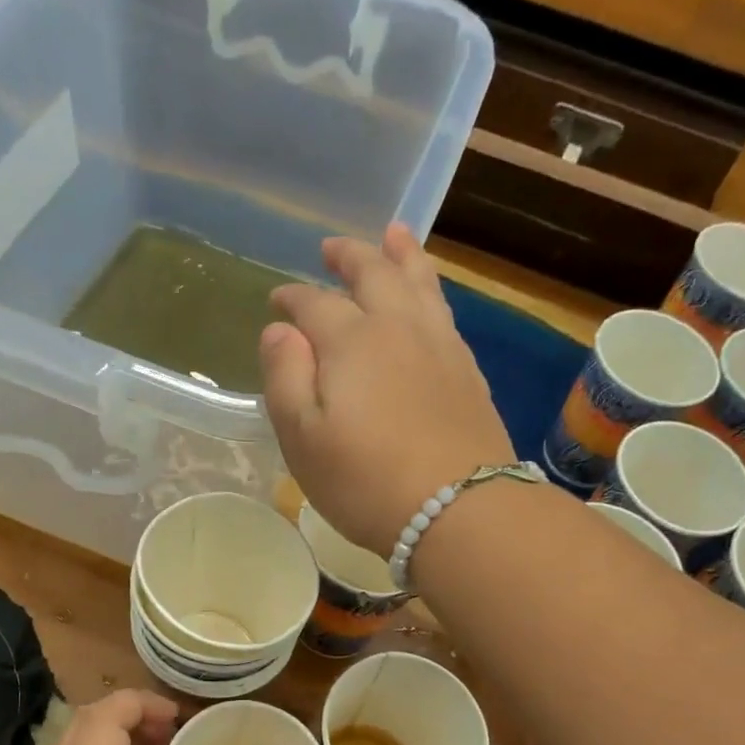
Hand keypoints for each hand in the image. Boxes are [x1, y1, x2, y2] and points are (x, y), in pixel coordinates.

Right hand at [262, 225, 515, 555]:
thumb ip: (285, 378)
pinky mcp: (468, 371)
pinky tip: (427, 298)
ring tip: (393, 236)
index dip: (292, 298)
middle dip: (348, 258)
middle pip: (373, 275)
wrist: (459, 509)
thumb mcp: (303, 439)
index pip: (313, 304)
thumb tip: (279, 330)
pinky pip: (444, 311)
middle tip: (331, 248)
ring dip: (401, 255)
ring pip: (419, 283)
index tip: (277, 299)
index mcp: (350, 342)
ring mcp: (440, 345)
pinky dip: (430, 289)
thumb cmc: (365, 481)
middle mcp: (397, 328)